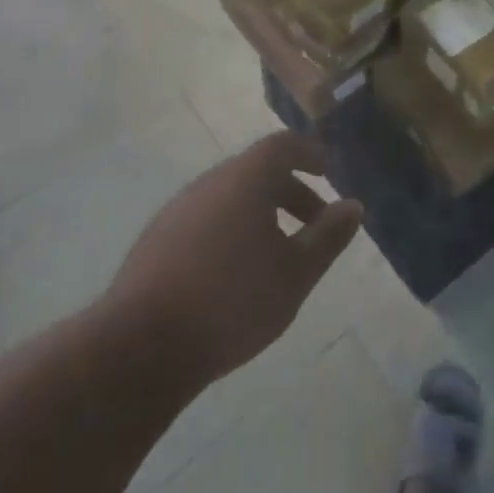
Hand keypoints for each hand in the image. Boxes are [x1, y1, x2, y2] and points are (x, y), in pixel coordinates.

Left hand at [103, 132, 362, 388]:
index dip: (309, 153)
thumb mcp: (296, 273)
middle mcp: (208, 183)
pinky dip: (232, 230)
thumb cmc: (233, 301)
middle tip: (316, 225)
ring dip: (261, 214)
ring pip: (229, 198)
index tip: (328, 172)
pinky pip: (206, 220)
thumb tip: (353, 206)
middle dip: (291, 192)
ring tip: (279, 255)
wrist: (140, 347)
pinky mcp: (155, 241)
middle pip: (256, 172)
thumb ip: (328, 236)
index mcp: (244, 179)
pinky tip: (237, 274)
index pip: (282, 145)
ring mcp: (176, 211)